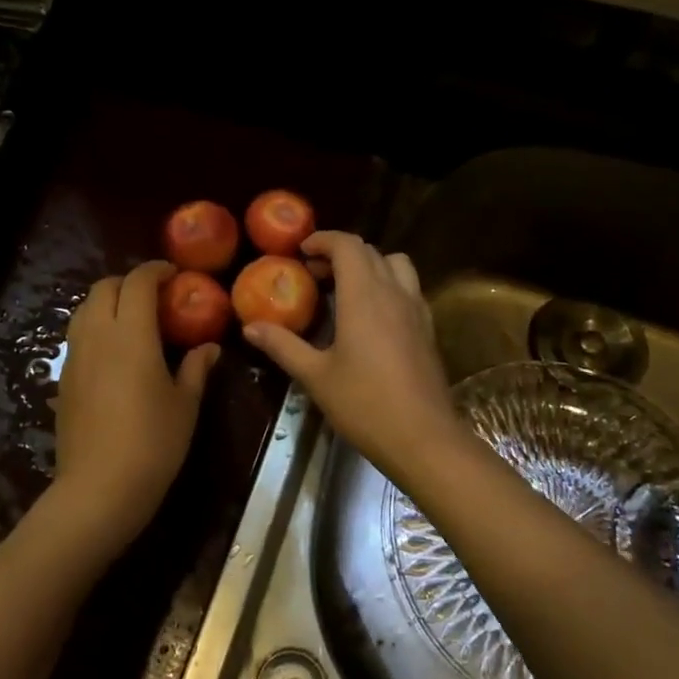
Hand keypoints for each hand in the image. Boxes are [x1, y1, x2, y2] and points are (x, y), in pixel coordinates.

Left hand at [48, 260, 220, 559]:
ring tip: (133, 320)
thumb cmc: (153, 443)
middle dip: (129, 282)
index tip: (173, 273)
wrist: (99, 488)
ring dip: (108, 302)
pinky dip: (96, 328)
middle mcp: (97, 336)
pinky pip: (78, 336)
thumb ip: (196, 368)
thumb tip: (209, 347)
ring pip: (84, 309)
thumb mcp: (185, 404)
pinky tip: (115, 353)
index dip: (155, 270)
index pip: (137, 282)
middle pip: (104, 287)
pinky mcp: (63, 379)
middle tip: (155, 297)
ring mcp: (75, 357)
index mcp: (131, 334)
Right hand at [242, 232, 464, 485]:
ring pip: (396, 265)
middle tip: (314, 276)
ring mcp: (416, 309)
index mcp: (364, 296)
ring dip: (370, 265)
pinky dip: (389, 285)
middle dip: (340, 254)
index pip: (347, 245)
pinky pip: (409, 288)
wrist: (423, 437)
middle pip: (370, 251)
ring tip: (347, 290)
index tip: (301, 252)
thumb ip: (283, 346)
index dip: (323, 240)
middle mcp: (394, 292)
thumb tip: (250, 327)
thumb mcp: (315, 376)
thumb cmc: (364, 404)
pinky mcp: (428, 328)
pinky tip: (373, 317)